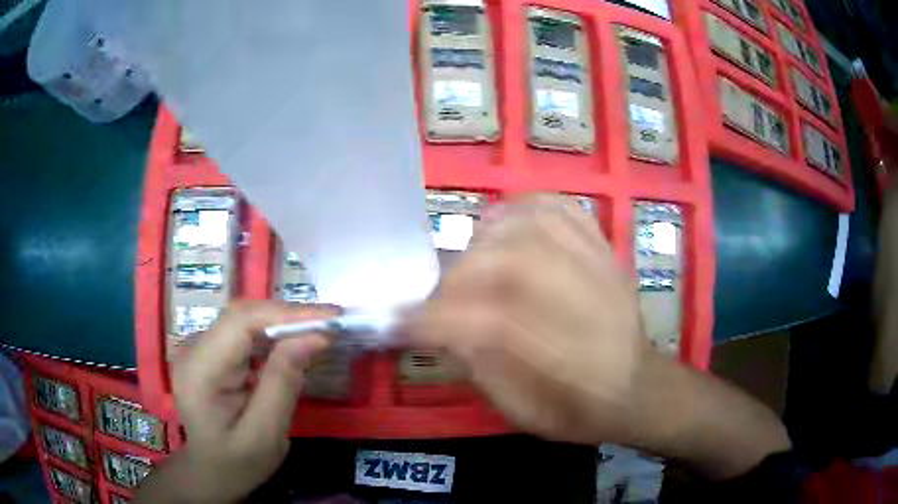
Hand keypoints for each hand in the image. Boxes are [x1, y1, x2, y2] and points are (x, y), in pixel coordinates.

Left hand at [170, 301, 335, 502]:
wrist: (209, 473)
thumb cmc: (236, 463)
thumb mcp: (265, 434)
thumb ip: (283, 383)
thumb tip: (313, 337)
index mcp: (200, 370)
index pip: (241, 322)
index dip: (287, 314)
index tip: (331, 319)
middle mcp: (193, 348)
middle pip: (242, 316)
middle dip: (289, 316)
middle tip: (333, 321)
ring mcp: (198, 348)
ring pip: (244, 320)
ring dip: (283, 323)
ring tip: (320, 328)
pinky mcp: (208, 353)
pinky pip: (242, 333)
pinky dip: (271, 334)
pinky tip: (293, 343)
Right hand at [406, 195, 653, 445]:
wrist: (637, 386)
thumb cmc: (578, 409)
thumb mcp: (522, 411)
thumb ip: (478, 368)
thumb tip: (438, 328)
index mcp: (562, 356)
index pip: (484, 324)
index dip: (431, 319)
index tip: (395, 322)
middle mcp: (581, 302)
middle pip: (507, 266)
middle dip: (457, 279)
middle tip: (438, 296)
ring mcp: (595, 265)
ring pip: (529, 229)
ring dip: (485, 240)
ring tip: (468, 260)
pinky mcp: (601, 246)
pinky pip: (558, 208)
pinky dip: (524, 207)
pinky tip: (506, 224)